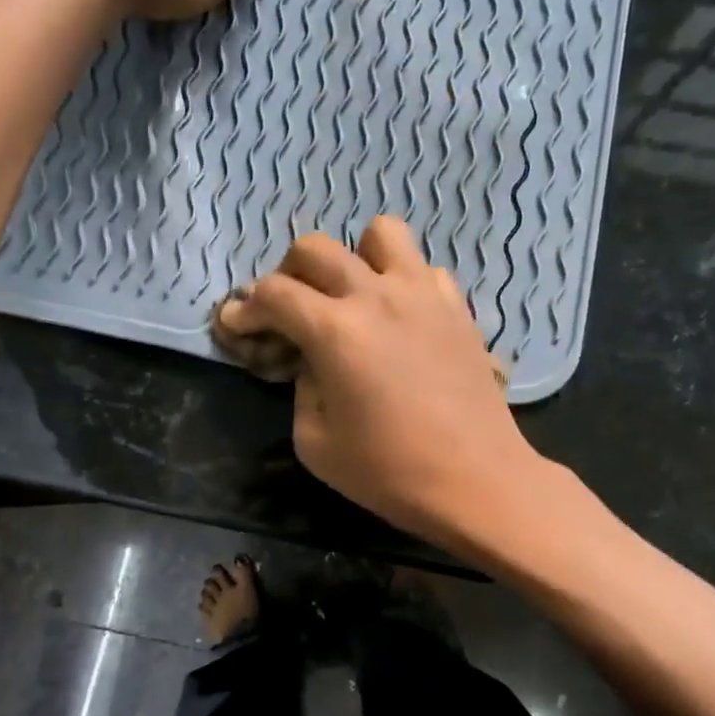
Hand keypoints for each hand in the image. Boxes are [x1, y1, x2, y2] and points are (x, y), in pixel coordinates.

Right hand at [215, 216, 556, 552]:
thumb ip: (302, 388)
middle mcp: (376, 296)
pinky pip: (422, 269)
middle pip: (315, 248)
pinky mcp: (457, 307)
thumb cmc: (389, 472)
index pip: (273, 293)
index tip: (236, 324)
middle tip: (288, 310)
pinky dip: (401, 281)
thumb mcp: (315, 443)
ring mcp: (423, 294)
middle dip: (287, 273)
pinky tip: (399, 317)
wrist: (477, 481)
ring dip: (354, 257)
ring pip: (380, 233)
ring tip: (351, 296)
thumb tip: (312, 361)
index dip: (246, 307)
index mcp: (334, 331)